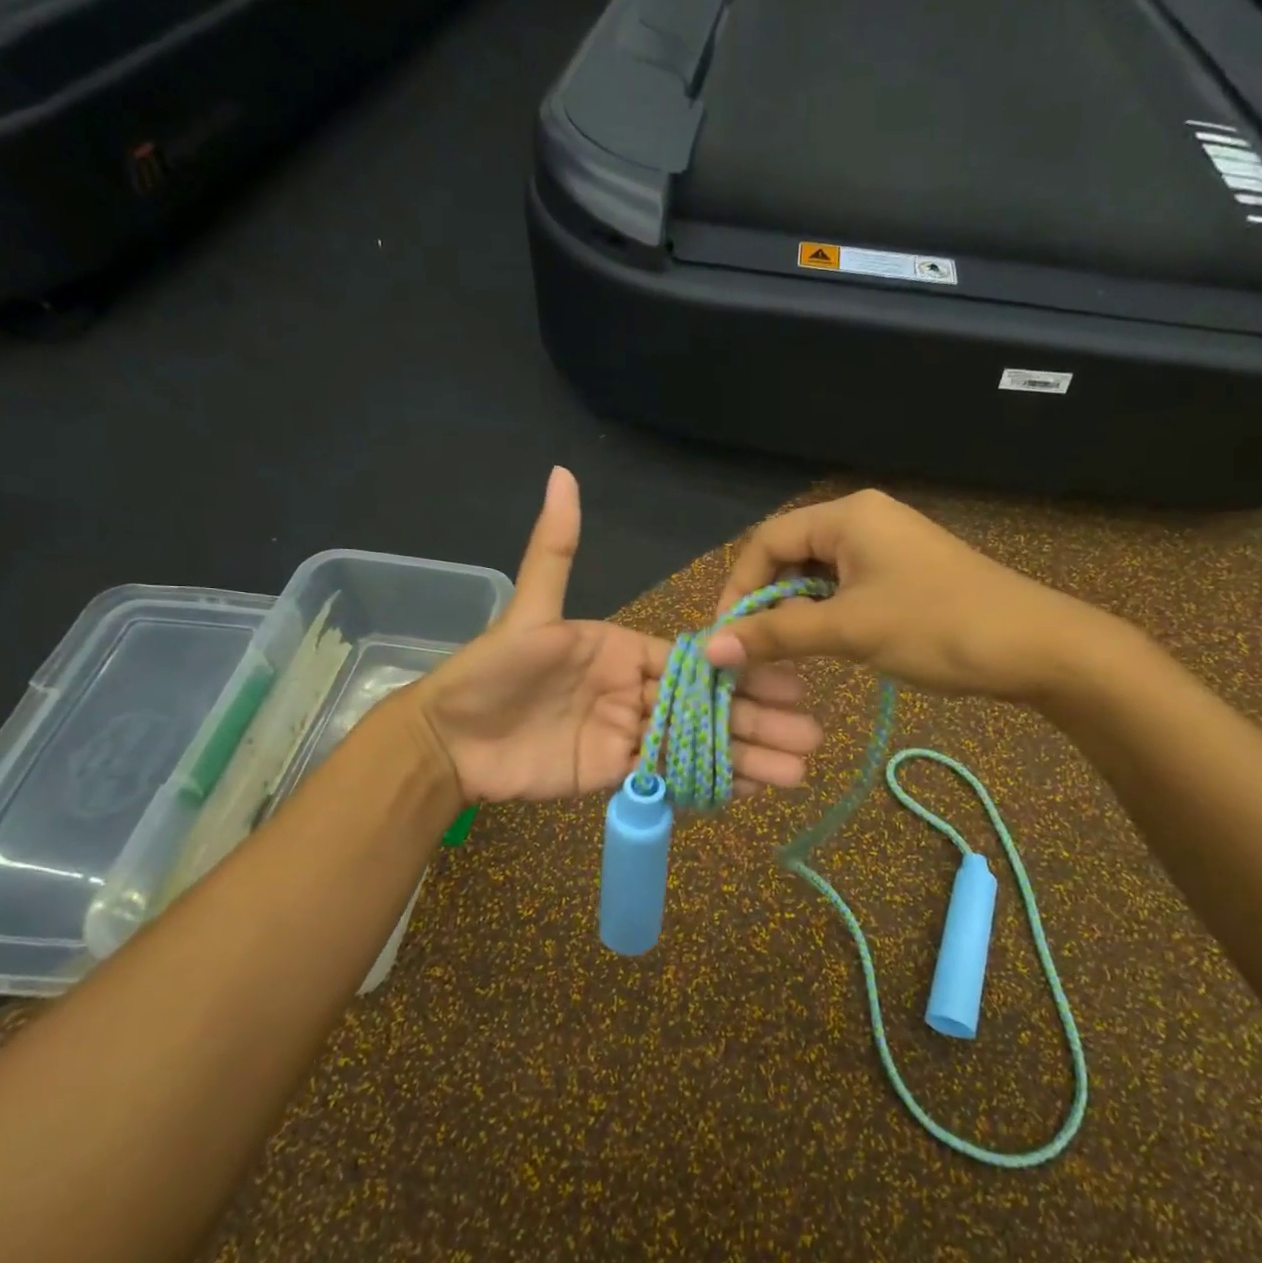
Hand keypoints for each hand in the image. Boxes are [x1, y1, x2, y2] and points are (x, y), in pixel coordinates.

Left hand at [410, 468, 822, 801]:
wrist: (450, 740)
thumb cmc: (493, 671)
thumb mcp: (530, 611)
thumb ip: (555, 550)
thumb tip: (561, 473)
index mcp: (625, 649)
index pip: (695, 660)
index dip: (741, 671)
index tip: (790, 680)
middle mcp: (635, 690)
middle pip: (707, 705)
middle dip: (760, 719)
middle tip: (811, 734)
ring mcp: (629, 734)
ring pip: (697, 744)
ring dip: (748, 756)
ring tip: (798, 772)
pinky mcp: (616, 773)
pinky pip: (669, 777)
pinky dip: (710, 783)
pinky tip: (752, 790)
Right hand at [703, 489, 1119, 700]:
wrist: (1037, 647)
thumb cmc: (938, 627)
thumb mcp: (850, 630)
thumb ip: (777, 635)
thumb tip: (710, 648)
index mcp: (847, 516)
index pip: (767, 540)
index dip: (738, 587)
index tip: (725, 636)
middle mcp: (863, 520)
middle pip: (790, 555)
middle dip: (765, 601)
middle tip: (750, 650)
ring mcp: (887, 546)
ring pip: (817, 576)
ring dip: (794, 612)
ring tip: (781, 654)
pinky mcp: (903, 573)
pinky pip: (846, 588)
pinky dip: (825, 615)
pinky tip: (821, 646)